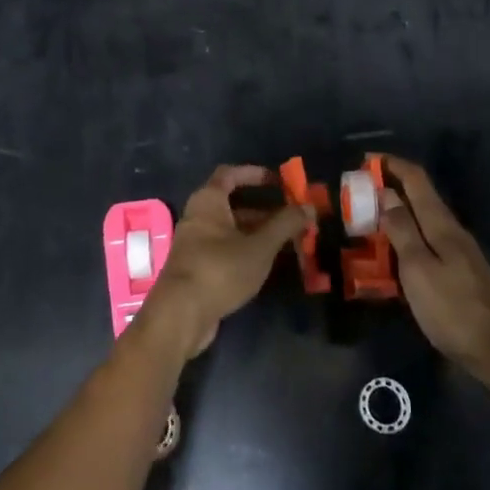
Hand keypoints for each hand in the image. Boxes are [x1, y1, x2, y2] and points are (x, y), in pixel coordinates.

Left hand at [141, 166, 309, 359]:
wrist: (180, 315)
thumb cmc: (220, 269)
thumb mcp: (259, 246)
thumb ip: (285, 225)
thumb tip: (309, 207)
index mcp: (208, 201)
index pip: (230, 174)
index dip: (254, 174)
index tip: (279, 182)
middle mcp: (198, 217)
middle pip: (233, 204)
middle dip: (264, 210)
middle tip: (292, 218)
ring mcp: (195, 243)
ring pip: (231, 230)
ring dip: (258, 232)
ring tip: (288, 243)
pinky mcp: (197, 268)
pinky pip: (225, 249)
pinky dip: (246, 250)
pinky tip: (266, 264)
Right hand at [378, 156, 489, 382]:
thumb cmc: (453, 309)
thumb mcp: (418, 268)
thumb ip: (402, 229)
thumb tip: (386, 192)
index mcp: (441, 224)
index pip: (416, 179)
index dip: (392, 164)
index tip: (364, 160)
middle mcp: (451, 230)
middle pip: (419, 197)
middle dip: (389, 188)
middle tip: (357, 195)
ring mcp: (458, 252)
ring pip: (422, 220)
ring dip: (396, 214)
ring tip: (367, 221)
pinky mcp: (459, 272)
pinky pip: (426, 242)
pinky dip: (405, 237)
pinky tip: (392, 254)